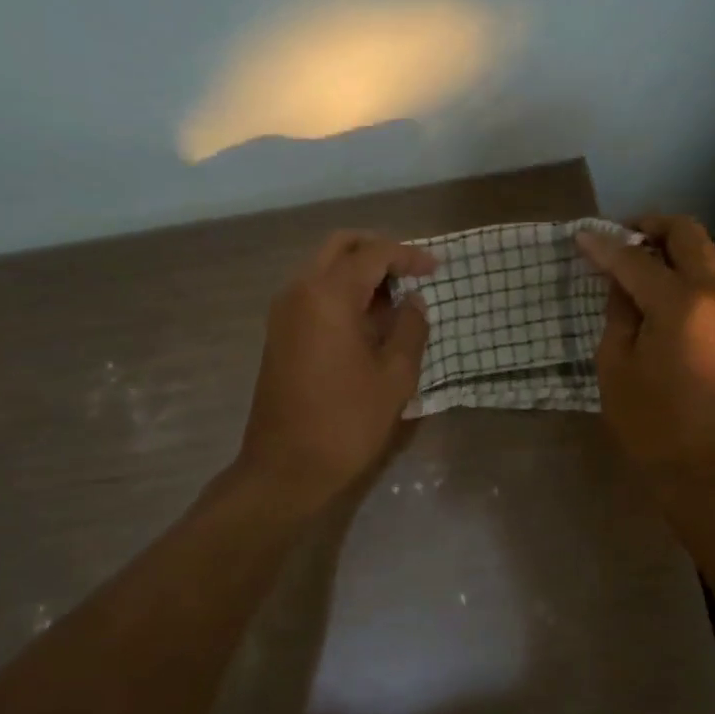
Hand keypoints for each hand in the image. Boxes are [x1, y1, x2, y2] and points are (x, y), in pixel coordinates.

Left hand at [234, 230, 436, 513]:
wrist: (285, 467)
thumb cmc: (346, 422)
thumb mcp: (395, 377)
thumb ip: (410, 329)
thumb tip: (413, 302)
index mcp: (328, 296)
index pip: (373, 254)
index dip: (408, 256)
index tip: (436, 269)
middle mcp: (299, 291)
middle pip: (340, 246)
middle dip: (377, 251)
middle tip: (410, 273)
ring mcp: (283, 312)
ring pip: (323, 267)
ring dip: (358, 272)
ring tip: (394, 301)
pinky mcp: (279, 333)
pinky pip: (312, 292)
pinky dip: (341, 292)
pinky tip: (368, 321)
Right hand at [576, 215, 714, 489]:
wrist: (704, 470)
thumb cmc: (649, 422)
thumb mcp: (616, 363)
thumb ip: (620, 310)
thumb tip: (620, 279)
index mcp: (683, 303)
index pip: (637, 259)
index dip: (604, 246)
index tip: (580, 235)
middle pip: (688, 234)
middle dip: (651, 227)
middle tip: (616, 238)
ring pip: (704, 253)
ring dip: (670, 247)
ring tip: (632, 261)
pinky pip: (710, 278)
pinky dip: (683, 269)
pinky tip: (654, 288)